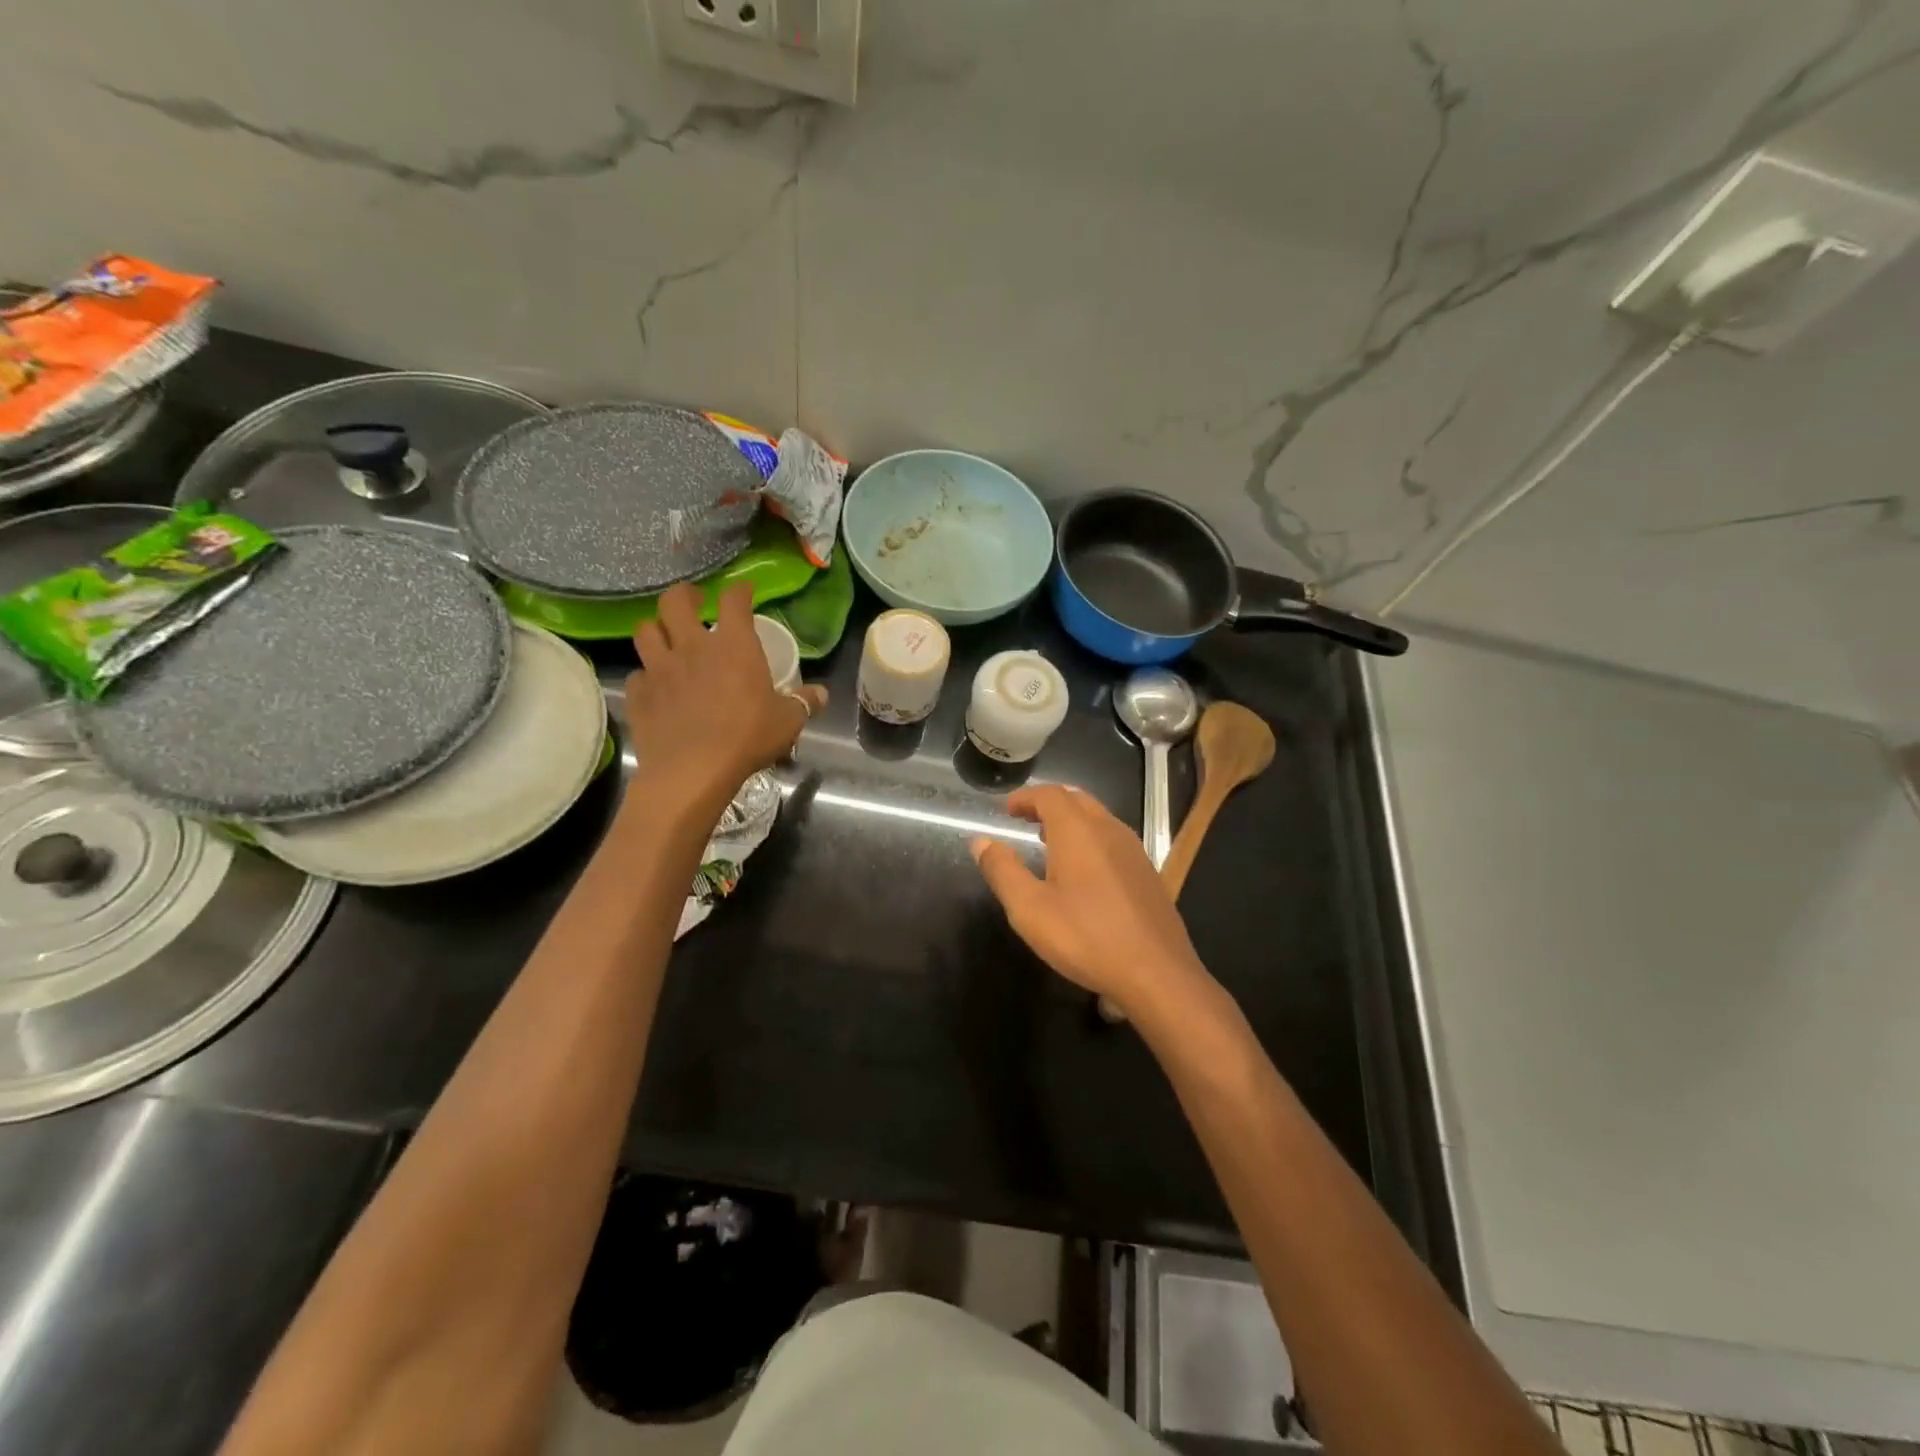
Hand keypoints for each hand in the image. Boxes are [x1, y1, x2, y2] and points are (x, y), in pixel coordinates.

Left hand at [625, 583, 825, 812]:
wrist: (693, 770)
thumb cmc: (747, 737)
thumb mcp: (788, 721)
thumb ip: (804, 703)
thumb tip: (821, 695)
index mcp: (733, 645)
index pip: (734, 600)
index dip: (740, 590)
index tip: (744, 591)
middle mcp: (692, 647)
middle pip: (674, 602)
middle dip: (683, 595)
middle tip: (693, 600)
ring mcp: (660, 669)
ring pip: (645, 631)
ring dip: (656, 629)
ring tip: (666, 637)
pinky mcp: (639, 694)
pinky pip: (638, 675)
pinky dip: (646, 676)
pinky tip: (656, 687)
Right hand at [971, 785, 1211, 1018]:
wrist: (1157, 972)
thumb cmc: (1086, 937)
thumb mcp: (1030, 909)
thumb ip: (1002, 870)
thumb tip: (981, 841)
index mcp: (1078, 831)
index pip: (1049, 795)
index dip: (1025, 797)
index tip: (1006, 811)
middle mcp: (1109, 829)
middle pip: (1076, 799)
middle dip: (1048, 804)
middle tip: (1025, 820)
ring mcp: (1133, 849)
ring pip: (1098, 817)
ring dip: (1071, 820)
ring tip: (1048, 841)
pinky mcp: (1147, 872)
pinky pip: (1113, 838)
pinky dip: (1090, 838)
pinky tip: (1083, 870)